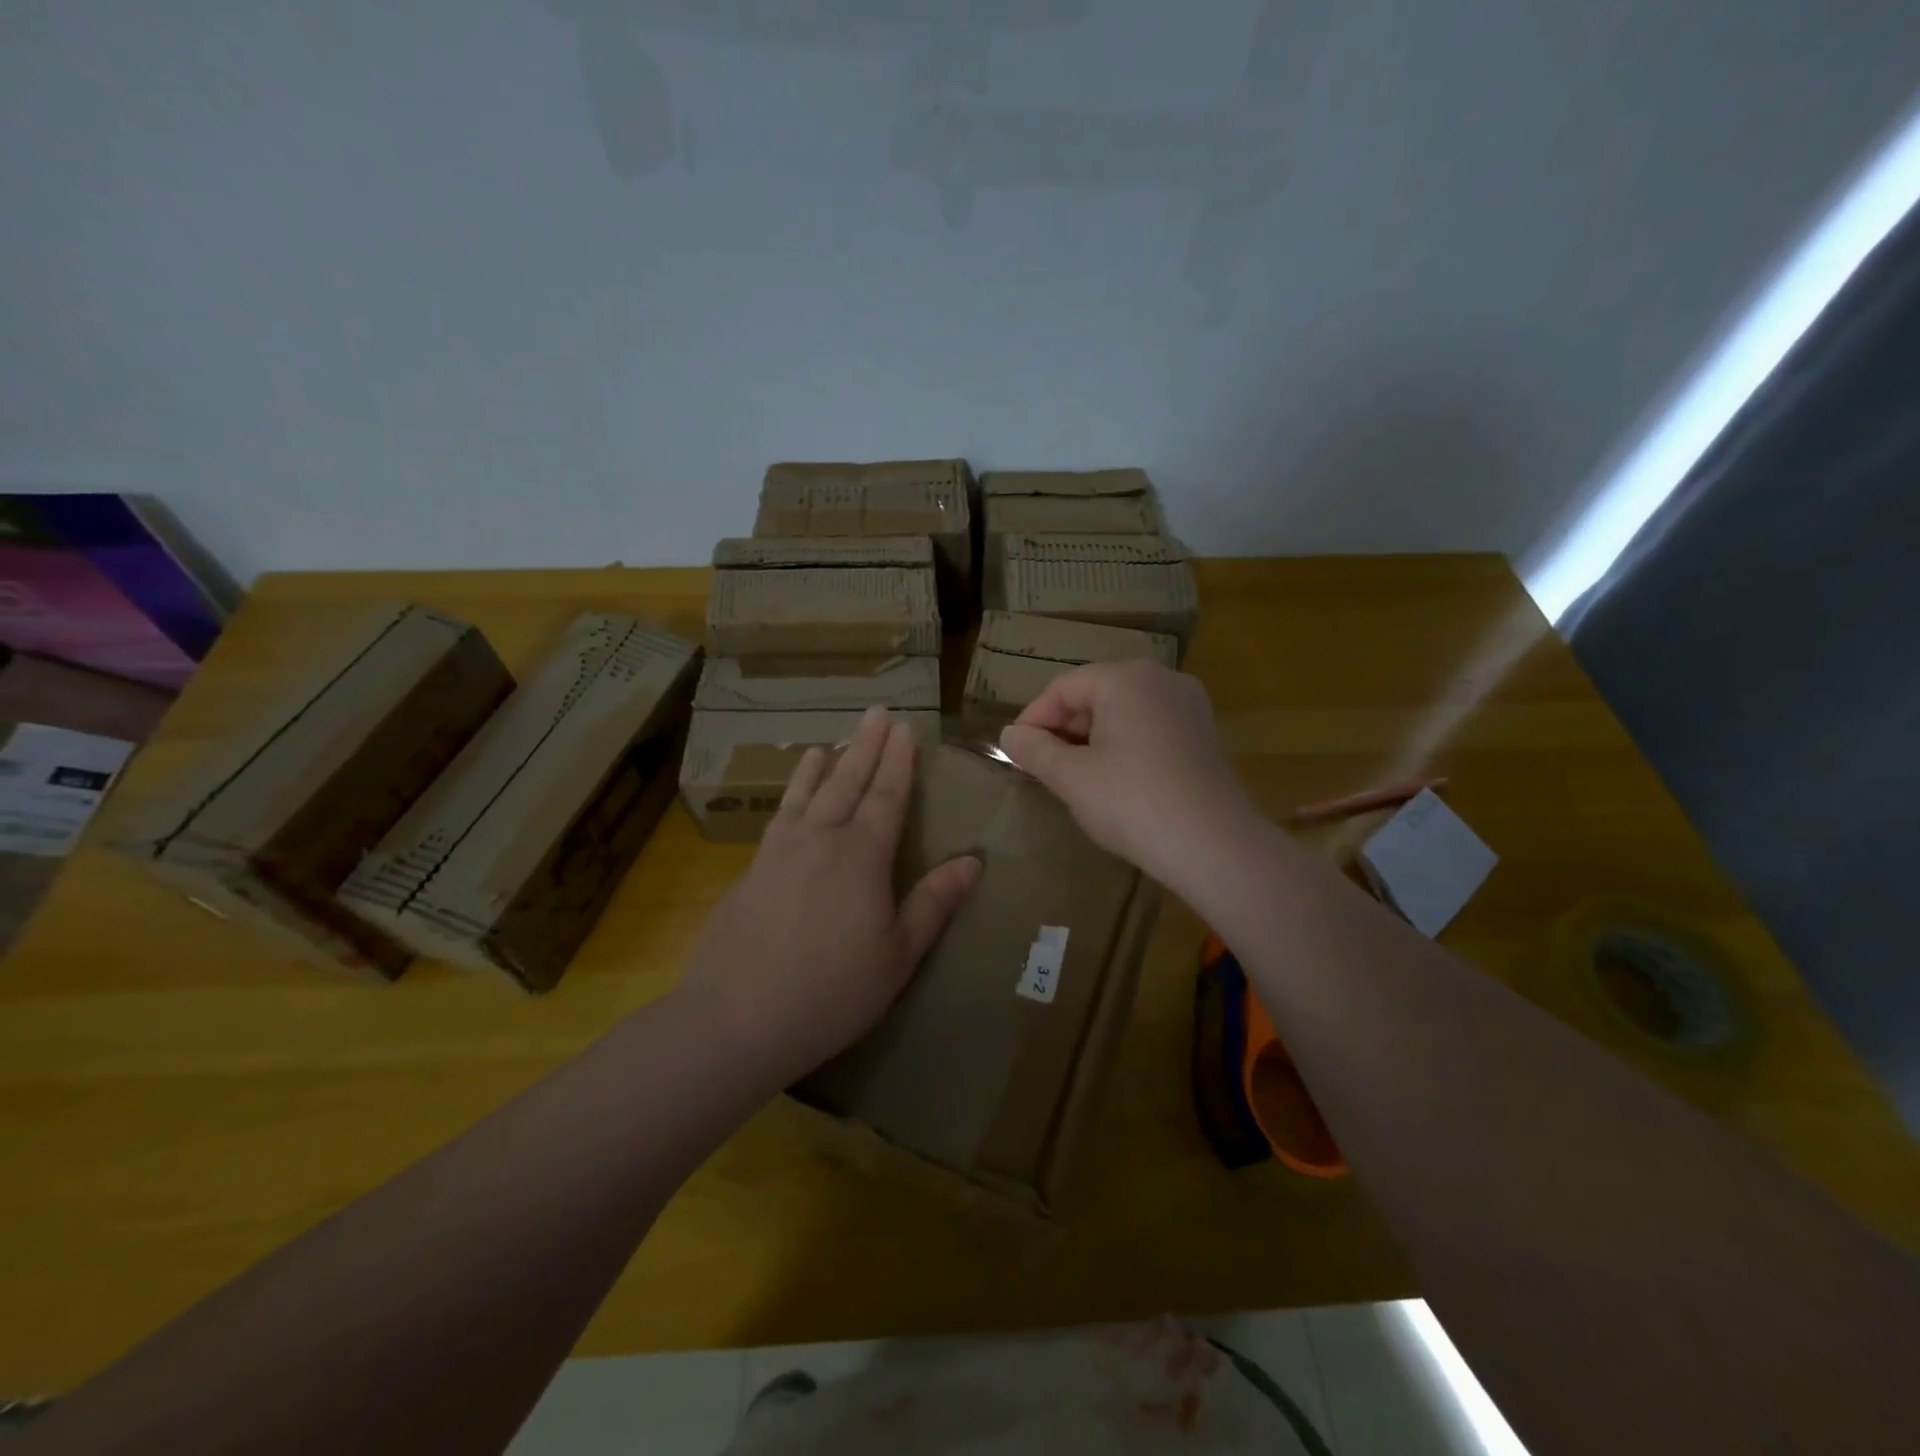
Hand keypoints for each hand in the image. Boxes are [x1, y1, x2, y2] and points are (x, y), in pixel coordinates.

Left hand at [677, 706, 981, 1089]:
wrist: (735, 1018)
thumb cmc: (831, 992)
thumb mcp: (898, 954)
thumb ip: (934, 902)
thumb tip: (974, 860)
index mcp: (861, 855)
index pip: (887, 795)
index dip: (899, 761)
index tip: (905, 729)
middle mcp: (820, 839)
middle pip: (847, 781)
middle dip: (865, 746)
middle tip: (876, 713)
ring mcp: (779, 852)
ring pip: (806, 793)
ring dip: (822, 764)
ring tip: (829, 742)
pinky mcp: (750, 871)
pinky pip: (779, 817)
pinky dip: (790, 795)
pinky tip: (790, 799)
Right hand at [998, 660, 1255, 892]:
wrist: (1215, 845)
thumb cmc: (1132, 802)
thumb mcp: (1072, 778)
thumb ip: (1035, 750)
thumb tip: (1010, 735)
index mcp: (1125, 678)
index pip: (1063, 688)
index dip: (1033, 719)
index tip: (1015, 753)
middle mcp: (1161, 679)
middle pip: (1095, 694)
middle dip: (1063, 729)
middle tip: (1041, 768)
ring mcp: (1188, 705)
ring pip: (1123, 712)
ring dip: (1091, 739)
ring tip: (1073, 777)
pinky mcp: (1204, 733)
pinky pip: (1149, 727)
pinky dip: (1123, 745)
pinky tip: (1114, 781)